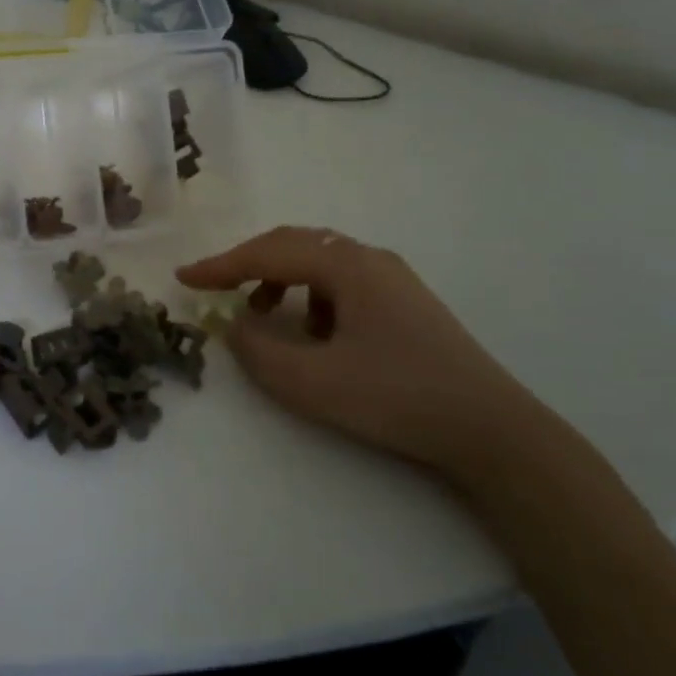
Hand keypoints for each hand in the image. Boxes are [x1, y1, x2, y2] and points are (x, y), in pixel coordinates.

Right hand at [176, 226, 547, 480]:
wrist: (492, 431)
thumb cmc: (396, 398)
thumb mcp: (312, 382)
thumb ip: (259, 351)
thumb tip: (233, 325)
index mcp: (347, 265)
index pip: (268, 253)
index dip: (220, 265)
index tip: (183, 278)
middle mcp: (369, 259)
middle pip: (294, 244)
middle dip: (248, 264)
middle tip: (215, 287)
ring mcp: (392, 279)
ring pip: (318, 262)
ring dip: (280, 280)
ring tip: (262, 314)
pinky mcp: (405, 303)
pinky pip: (341, 283)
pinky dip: (310, 297)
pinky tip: (313, 333)